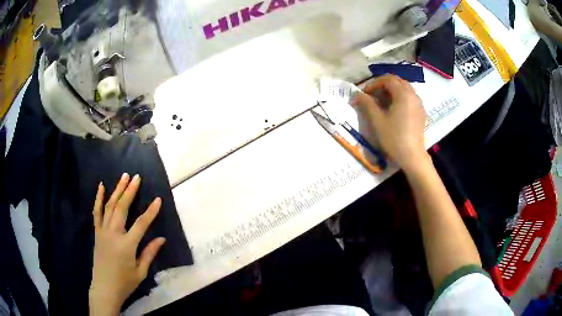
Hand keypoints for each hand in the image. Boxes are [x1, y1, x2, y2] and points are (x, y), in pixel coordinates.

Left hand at [89, 173, 165, 315]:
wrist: (104, 288)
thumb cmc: (125, 282)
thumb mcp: (141, 272)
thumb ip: (149, 253)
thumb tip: (161, 238)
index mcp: (127, 245)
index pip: (141, 224)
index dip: (151, 211)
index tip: (158, 199)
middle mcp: (113, 234)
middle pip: (122, 208)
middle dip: (130, 191)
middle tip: (136, 177)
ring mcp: (103, 231)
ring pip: (109, 206)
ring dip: (117, 190)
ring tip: (124, 177)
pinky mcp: (97, 232)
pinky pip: (96, 212)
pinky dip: (98, 198)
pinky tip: (101, 187)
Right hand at [352, 75, 427, 171]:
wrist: (412, 157)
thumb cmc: (394, 138)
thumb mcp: (377, 120)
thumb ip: (367, 104)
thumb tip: (357, 94)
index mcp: (403, 94)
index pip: (388, 79)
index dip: (374, 83)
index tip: (365, 93)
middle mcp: (413, 95)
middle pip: (398, 82)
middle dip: (384, 85)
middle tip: (373, 95)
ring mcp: (419, 104)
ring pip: (405, 89)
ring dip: (392, 91)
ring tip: (382, 102)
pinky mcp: (421, 113)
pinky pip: (410, 98)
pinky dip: (400, 98)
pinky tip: (394, 110)